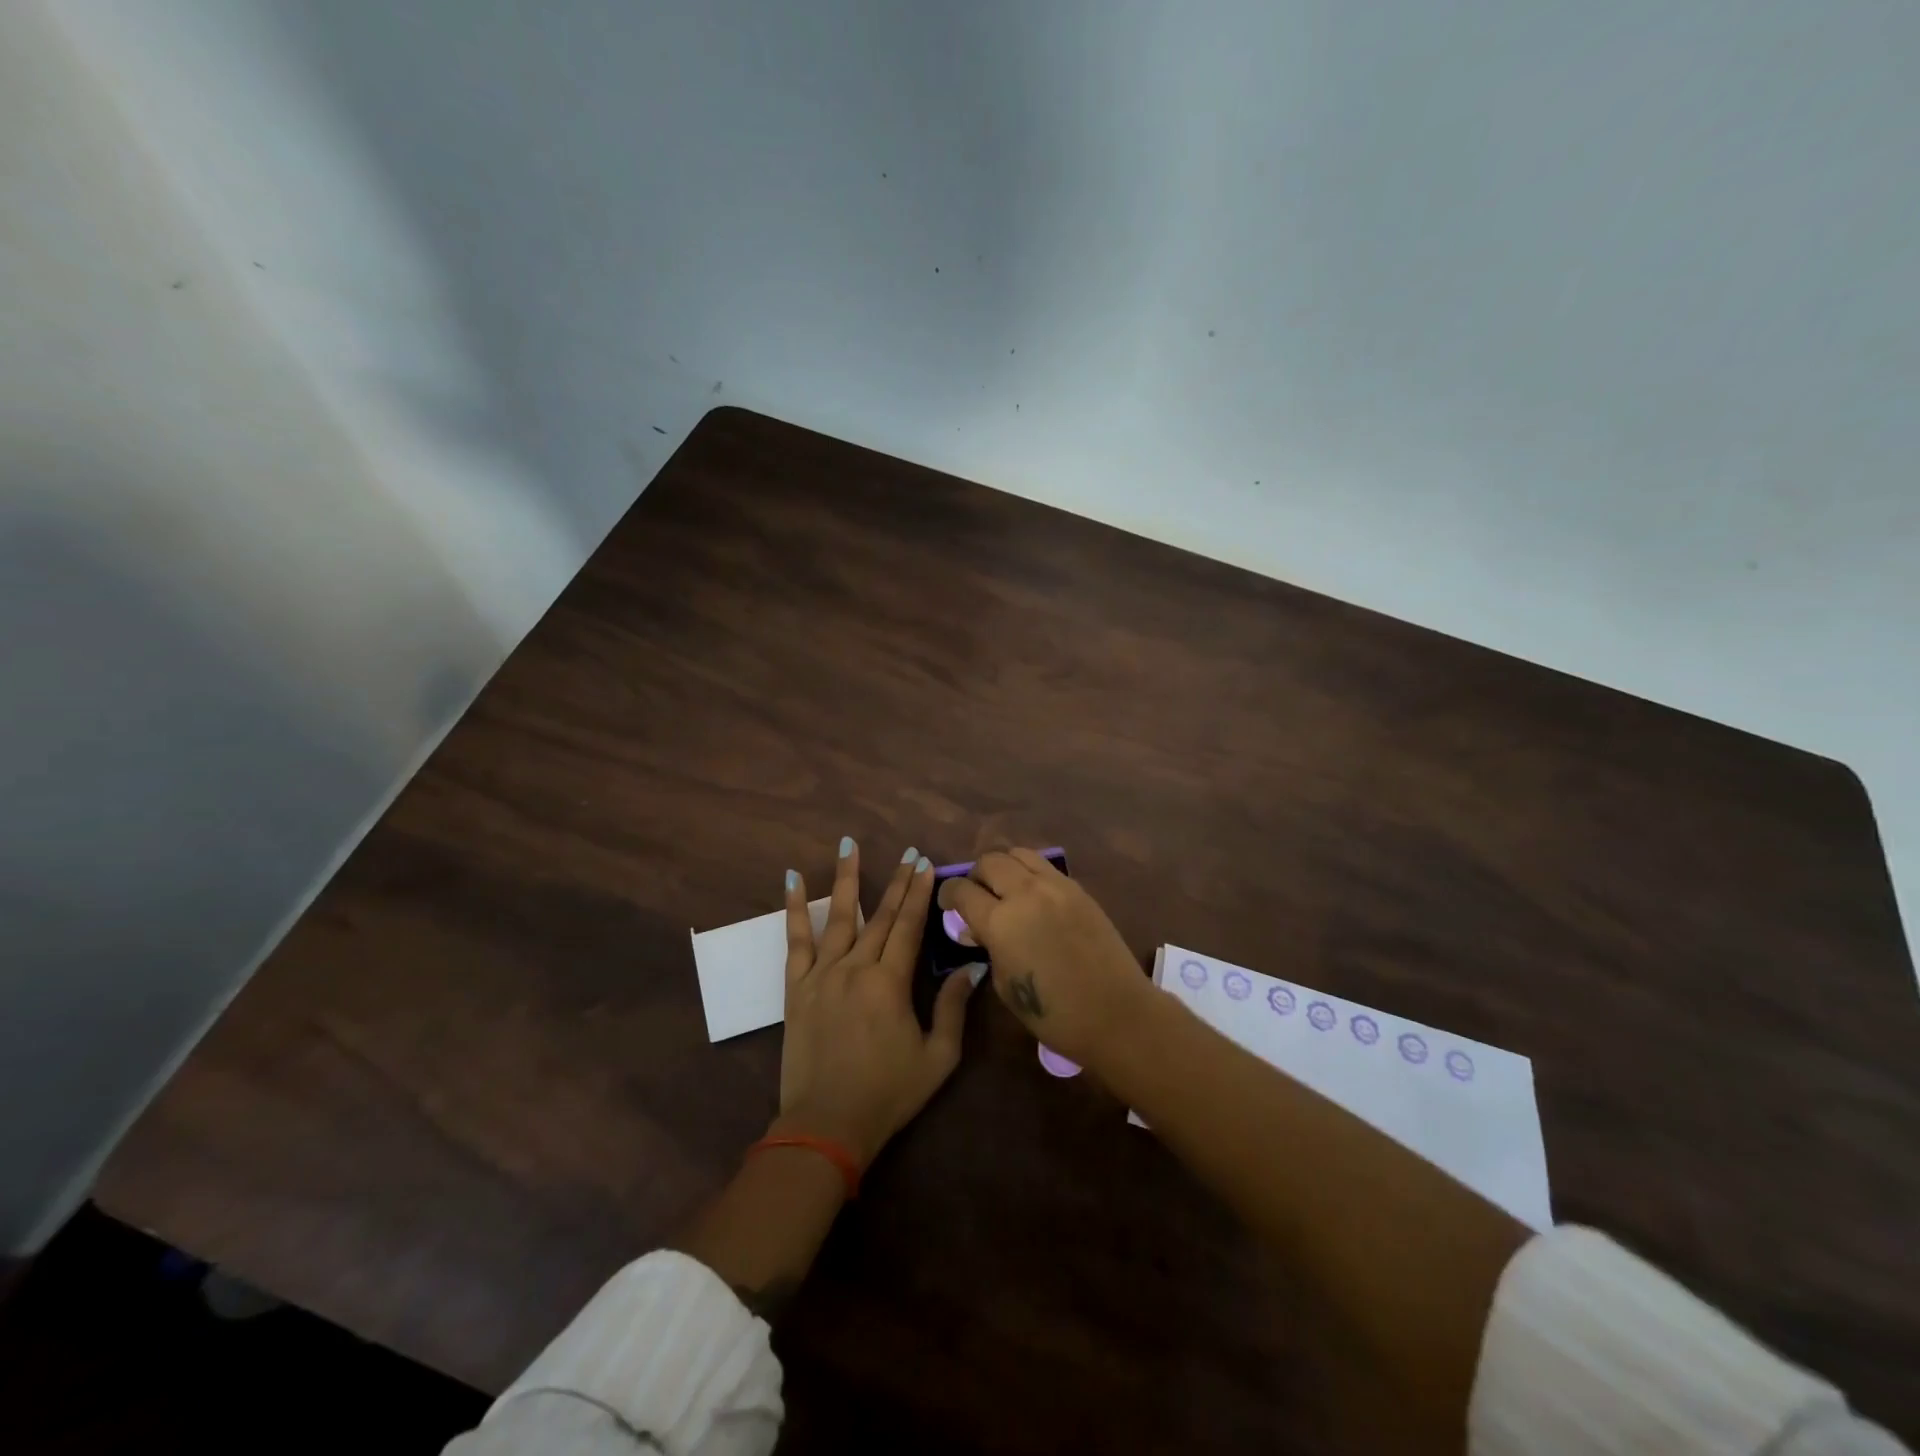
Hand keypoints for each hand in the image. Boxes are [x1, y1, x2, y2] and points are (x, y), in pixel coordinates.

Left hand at [777, 839, 977, 1166]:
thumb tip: (970, 967)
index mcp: (890, 983)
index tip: (926, 864)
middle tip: (908, 853)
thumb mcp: (937, 1057)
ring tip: (849, 844)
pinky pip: (795, 940)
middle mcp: (856, 968)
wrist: (826, 1126)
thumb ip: (953, 1008)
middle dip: (897, 882)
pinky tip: (793, 880)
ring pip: (838, 916)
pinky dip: (794, 908)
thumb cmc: (888, 1094)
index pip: (909, 926)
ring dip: (846, 878)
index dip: (919, 894)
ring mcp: (822, 974)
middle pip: (880, 916)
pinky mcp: (797, 987)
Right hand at [936, 848, 1153, 1067]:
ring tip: (1004, 889)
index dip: (948, 895)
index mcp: (1001, 922)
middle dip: (975, 876)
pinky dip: (1029, 873)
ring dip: (1004, 867)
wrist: (1116, 1013)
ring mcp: (1056, 886)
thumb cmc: (1054, 1013)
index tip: (947, 905)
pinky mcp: (1078, 889)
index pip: (962, 891)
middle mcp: (1026, 893)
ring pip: (1018, 854)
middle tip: (976, 897)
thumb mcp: (1005, 985)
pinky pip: (1044, 866)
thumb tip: (978, 930)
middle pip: (989, 861)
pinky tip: (1032, 896)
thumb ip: (988, 948)